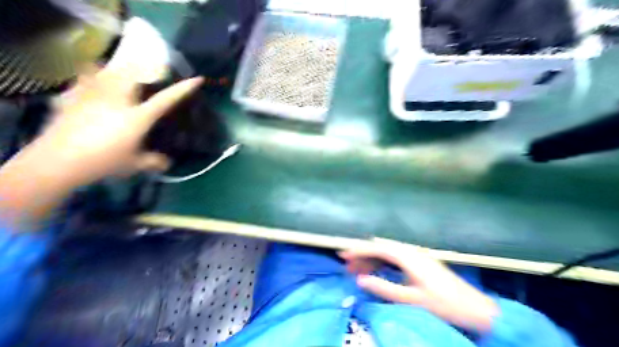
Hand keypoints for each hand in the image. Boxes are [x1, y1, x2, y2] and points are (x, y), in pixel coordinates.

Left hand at [0, 66, 203, 230]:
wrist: (59, 161)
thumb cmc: (104, 162)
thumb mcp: (134, 165)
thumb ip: (153, 161)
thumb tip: (167, 163)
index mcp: (138, 117)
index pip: (165, 100)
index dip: (183, 89)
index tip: (197, 79)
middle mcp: (118, 101)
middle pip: (133, 75)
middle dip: (143, 67)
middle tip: (147, 67)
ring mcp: (94, 96)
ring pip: (108, 72)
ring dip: (117, 69)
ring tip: (120, 72)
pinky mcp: (74, 98)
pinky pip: (83, 79)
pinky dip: (90, 77)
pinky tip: (91, 82)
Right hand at [337, 241, 496, 332]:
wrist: (476, 308)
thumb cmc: (444, 304)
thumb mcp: (411, 299)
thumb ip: (384, 288)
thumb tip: (360, 279)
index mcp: (408, 257)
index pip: (377, 248)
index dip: (358, 250)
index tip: (343, 254)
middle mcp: (410, 251)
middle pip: (380, 248)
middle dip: (362, 254)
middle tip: (346, 264)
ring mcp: (416, 256)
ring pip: (387, 253)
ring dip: (371, 259)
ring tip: (356, 269)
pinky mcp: (419, 263)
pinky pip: (395, 259)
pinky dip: (382, 263)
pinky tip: (375, 270)